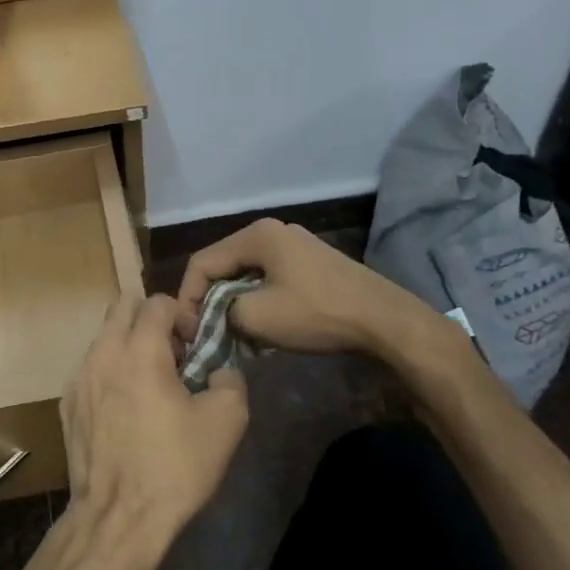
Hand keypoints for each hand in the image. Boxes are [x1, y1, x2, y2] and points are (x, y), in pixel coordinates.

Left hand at [60, 294, 249, 569]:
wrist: (118, 518)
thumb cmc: (175, 467)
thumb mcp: (227, 421)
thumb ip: (230, 378)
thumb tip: (219, 370)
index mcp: (140, 350)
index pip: (157, 302)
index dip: (182, 316)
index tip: (195, 347)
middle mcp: (102, 353)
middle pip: (123, 306)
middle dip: (150, 319)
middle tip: (172, 354)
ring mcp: (78, 378)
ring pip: (104, 336)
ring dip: (128, 345)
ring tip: (149, 384)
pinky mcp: (66, 403)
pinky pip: (91, 368)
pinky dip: (110, 372)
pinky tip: (126, 409)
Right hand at [176, 219, 464, 361]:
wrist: (382, 319)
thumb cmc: (316, 313)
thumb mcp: (256, 316)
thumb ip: (222, 312)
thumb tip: (217, 317)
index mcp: (256, 235)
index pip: (202, 262)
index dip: (187, 297)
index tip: (187, 331)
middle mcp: (273, 232)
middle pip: (223, 266)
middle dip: (210, 302)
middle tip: (205, 334)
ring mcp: (295, 247)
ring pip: (246, 276)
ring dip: (234, 305)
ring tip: (232, 336)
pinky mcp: (311, 265)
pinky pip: (269, 280)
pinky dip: (258, 302)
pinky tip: (261, 330)